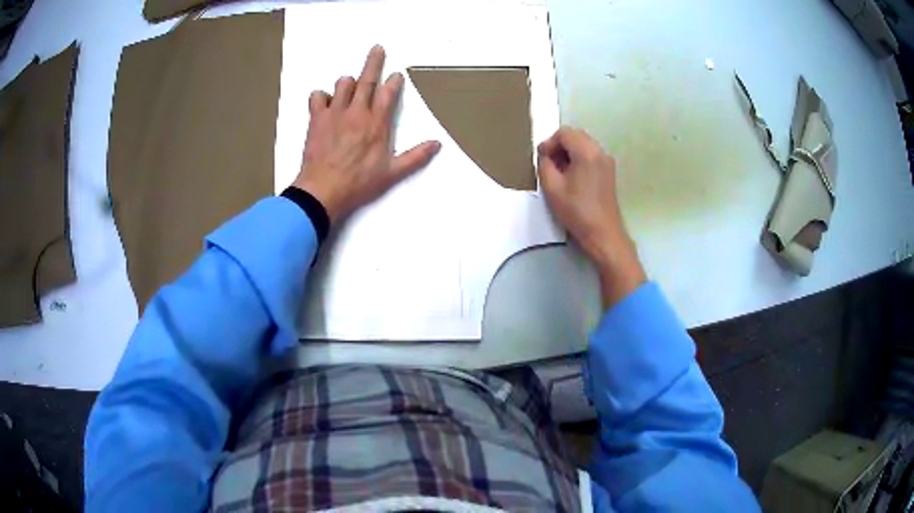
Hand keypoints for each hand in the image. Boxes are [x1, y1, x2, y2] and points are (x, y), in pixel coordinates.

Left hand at [292, 45, 440, 223]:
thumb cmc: (359, 183)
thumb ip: (415, 156)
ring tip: (350, 88)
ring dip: (348, 83)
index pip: (389, 93)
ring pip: (343, 84)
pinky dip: (321, 96)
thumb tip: (437, 144)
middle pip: (367, 79)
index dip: (394, 81)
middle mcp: (357, 112)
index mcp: (377, 123)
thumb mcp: (392, 173)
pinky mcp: (317, 118)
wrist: (323, 190)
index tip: (397, 75)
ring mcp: (335, 113)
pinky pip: (317, 96)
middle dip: (374, 62)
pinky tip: (324, 103)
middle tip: (378, 48)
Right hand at [537, 126, 645, 306]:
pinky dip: (578, 160)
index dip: (549, 143)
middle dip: (559, 146)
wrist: (603, 234)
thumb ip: (544, 165)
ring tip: (558, 172)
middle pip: (575, 136)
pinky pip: (590, 156)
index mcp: (587, 152)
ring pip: (583, 145)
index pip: (564, 133)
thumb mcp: (552, 188)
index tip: (541, 159)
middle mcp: (600, 151)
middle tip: (548, 164)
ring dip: (568, 153)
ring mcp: (607, 161)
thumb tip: (545, 156)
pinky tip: (571, 178)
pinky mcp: (609, 172)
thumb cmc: (577, 211)